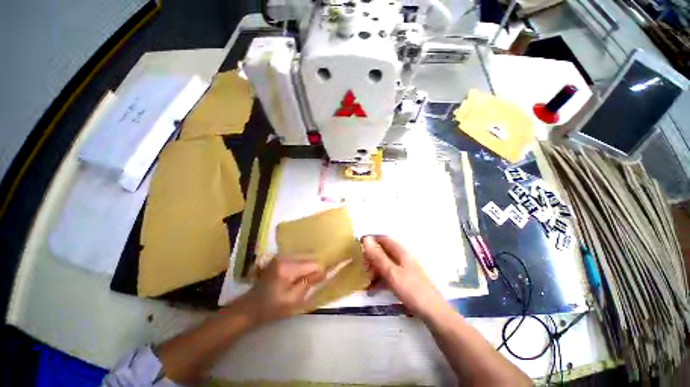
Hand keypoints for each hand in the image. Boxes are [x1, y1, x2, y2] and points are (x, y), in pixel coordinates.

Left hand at [242, 258, 324, 323]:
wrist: (249, 308)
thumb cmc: (271, 307)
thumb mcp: (292, 299)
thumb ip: (308, 283)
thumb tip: (324, 272)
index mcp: (287, 267)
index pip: (312, 264)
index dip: (319, 272)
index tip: (321, 281)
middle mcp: (284, 257)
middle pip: (308, 258)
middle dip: (313, 269)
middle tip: (314, 282)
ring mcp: (280, 257)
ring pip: (303, 258)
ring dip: (307, 267)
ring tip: (306, 280)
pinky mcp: (278, 259)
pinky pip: (296, 259)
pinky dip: (301, 266)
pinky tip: (298, 276)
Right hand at [362, 235, 448, 319]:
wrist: (432, 313)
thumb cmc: (411, 290)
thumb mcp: (391, 272)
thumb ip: (378, 256)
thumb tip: (366, 239)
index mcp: (400, 252)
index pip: (383, 239)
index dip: (371, 239)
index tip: (358, 244)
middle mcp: (402, 258)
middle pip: (383, 252)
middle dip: (371, 257)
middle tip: (362, 266)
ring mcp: (403, 269)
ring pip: (384, 264)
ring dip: (374, 269)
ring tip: (365, 279)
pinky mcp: (404, 280)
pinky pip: (388, 275)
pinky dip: (379, 280)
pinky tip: (372, 289)